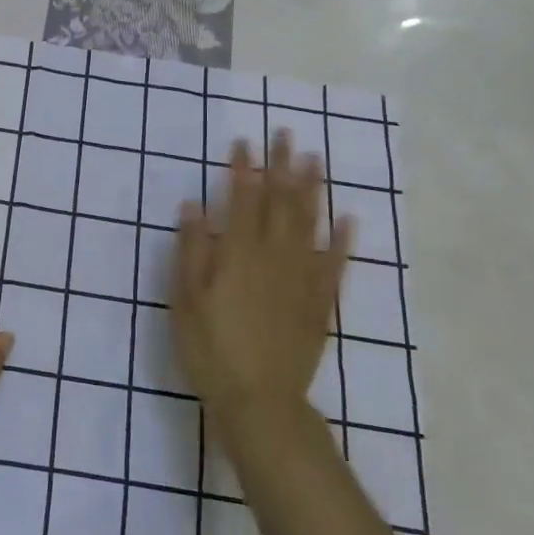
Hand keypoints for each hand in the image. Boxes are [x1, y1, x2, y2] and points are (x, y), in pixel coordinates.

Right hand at [173, 136, 351, 460]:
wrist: (260, 400)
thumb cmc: (210, 349)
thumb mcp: (185, 299)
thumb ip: (192, 250)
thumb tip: (193, 206)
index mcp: (238, 254)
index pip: (242, 200)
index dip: (242, 169)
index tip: (243, 142)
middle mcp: (274, 256)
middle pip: (280, 202)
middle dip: (281, 166)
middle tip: (285, 134)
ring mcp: (302, 278)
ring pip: (309, 224)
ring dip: (312, 189)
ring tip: (314, 159)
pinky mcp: (320, 303)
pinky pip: (335, 264)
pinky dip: (342, 240)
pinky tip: (348, 219)